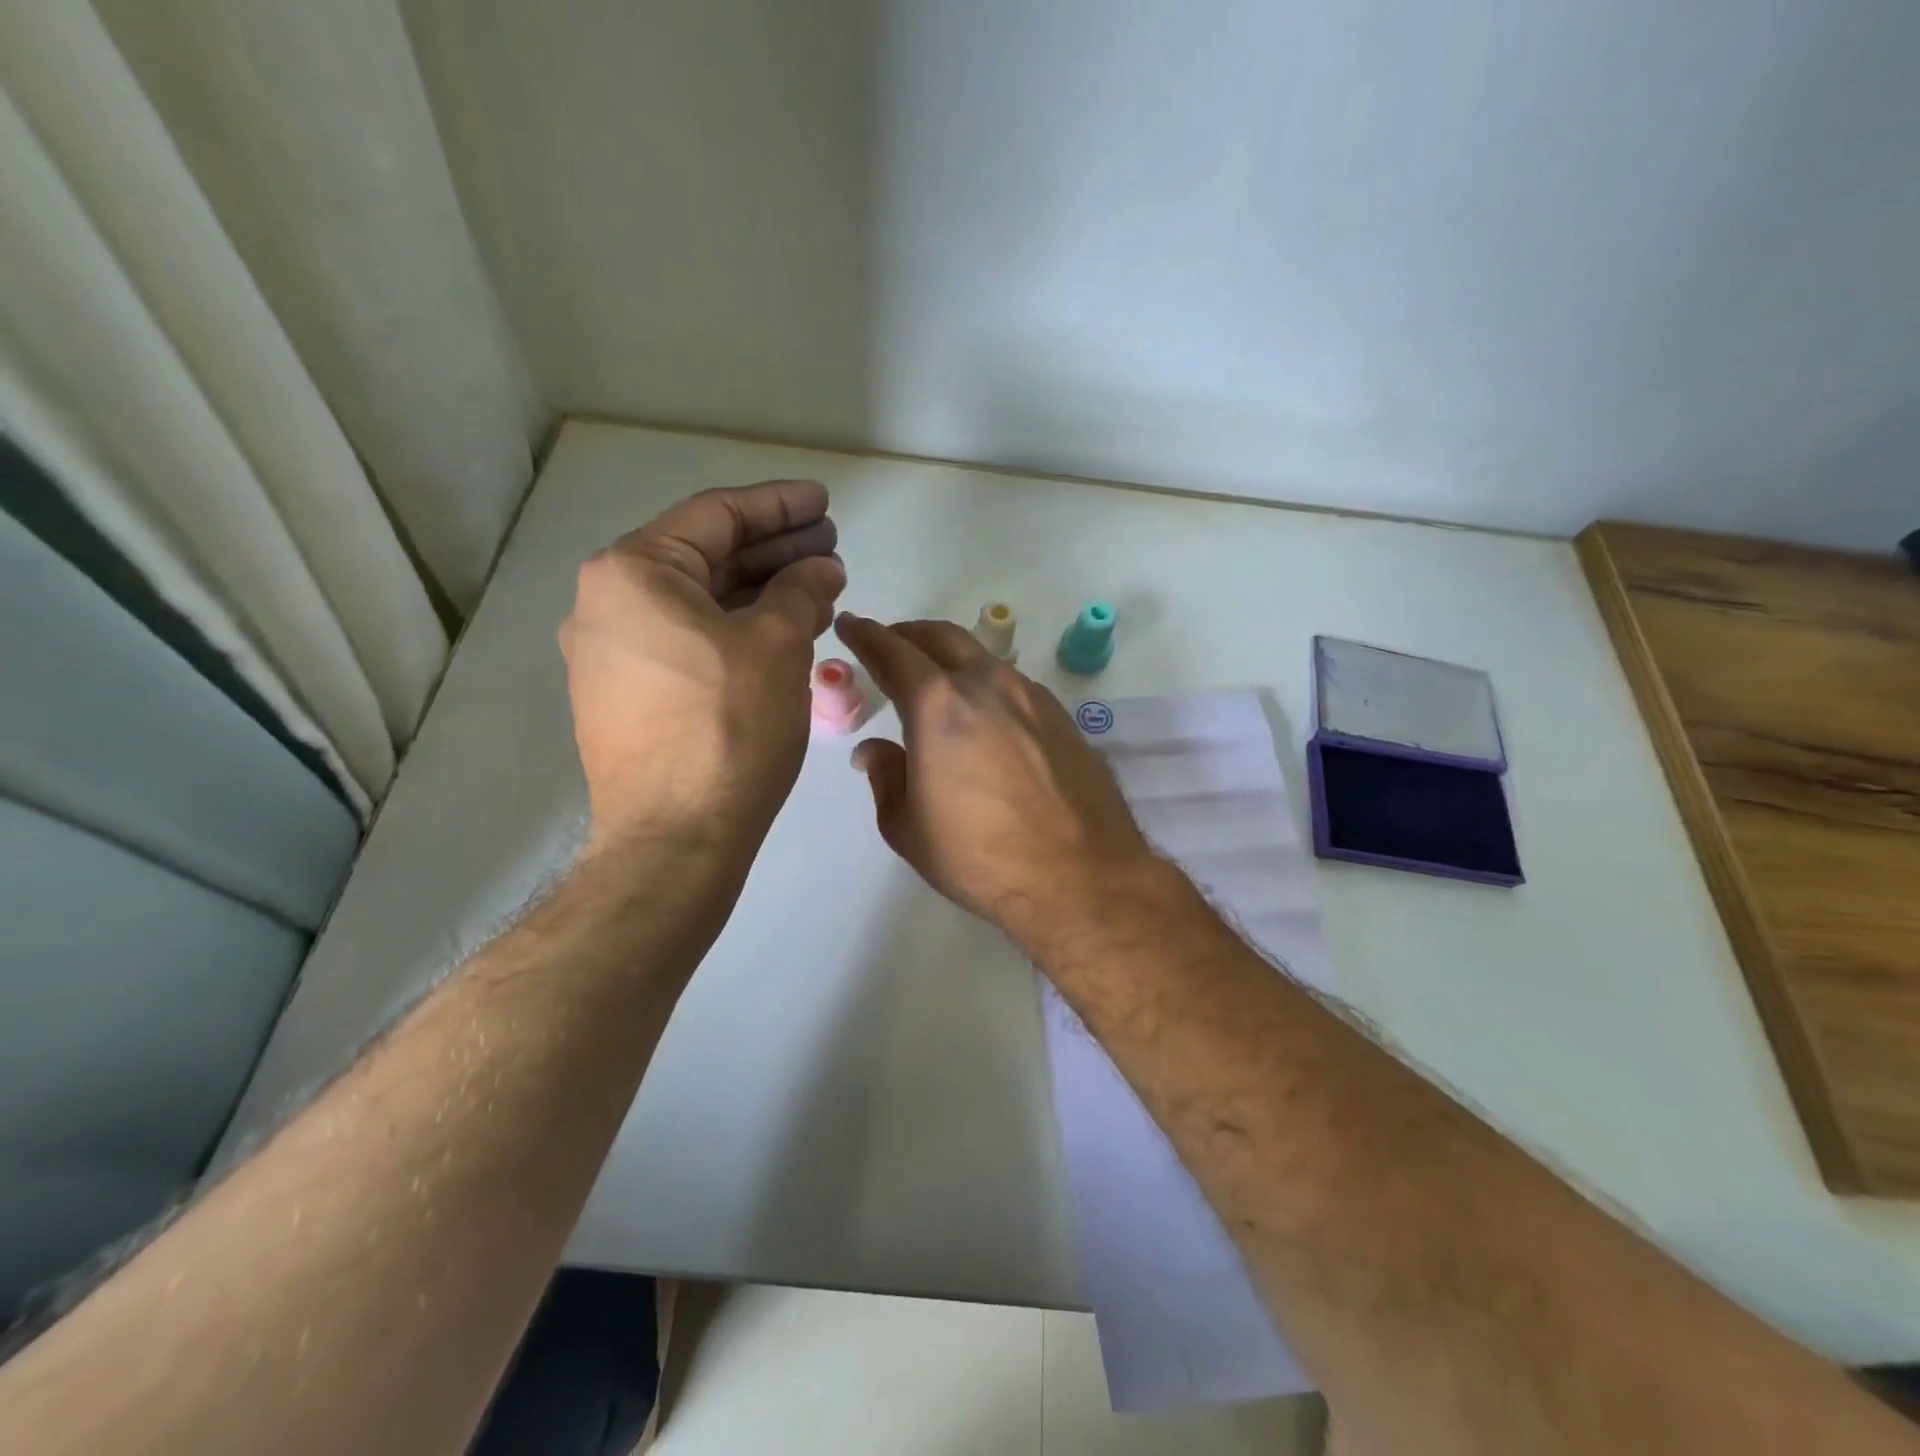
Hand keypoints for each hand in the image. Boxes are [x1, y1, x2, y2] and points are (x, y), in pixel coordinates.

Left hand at [560, 481, 844, 850]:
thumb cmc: (727, 727)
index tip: (824, 503)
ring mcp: (610, 654)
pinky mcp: (626, 696)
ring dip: (759, 591)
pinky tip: (780, 632)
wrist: (676, 838)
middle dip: (773, 549)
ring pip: (698, 603)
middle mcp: (606, 604)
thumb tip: (820, 568)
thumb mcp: (777, 645)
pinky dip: (735, 629)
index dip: (779, 507)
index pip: (716, 516)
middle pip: (705, 557)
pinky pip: (688, 641)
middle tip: (830, 546)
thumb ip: (800, 590)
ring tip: (817, 588)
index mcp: (632, 572)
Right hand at [836, 614, 1158, 948]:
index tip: (850, 624)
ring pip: (982, 658)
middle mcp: (986, 685)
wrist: (1081, 876)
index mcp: (938, 705)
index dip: (865, 635)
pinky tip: (985, 715)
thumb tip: (875, 749)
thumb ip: (886, 777)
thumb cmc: (980, 857)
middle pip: (941, 637)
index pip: (892, 653)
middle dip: (909, 635)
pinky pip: (1013, 686)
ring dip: (951, 659)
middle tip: (890, 644)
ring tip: (937, 682)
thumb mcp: (908, 828)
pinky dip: (986, 685)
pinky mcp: (1062, 717)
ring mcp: (1031, 697)